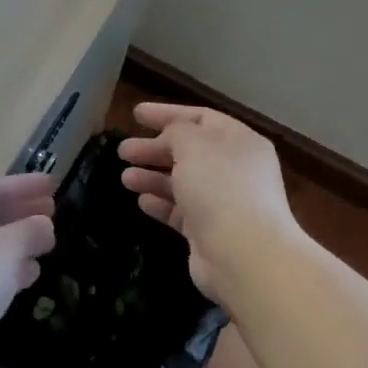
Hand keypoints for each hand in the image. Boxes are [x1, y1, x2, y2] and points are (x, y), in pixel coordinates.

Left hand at [0, 174, 55, 367]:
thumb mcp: (5, 247)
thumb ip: (30, 231)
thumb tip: (45, 225)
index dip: (26, 184)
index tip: (56, 184)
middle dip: (22, 211)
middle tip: (55, 210)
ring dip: (17, 241)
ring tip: (48, 242)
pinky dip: (7, 268)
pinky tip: (30, 274)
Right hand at [118, 103, 300, 299]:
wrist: (244, 254)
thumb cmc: (220, 188)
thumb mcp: (193, 145)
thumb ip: (176, 131)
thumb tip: (169, 138)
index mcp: (239, 142)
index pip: (200, 118)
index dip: (167, 114)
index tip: (135, 114)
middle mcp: (235, 169)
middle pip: (189, 151)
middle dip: (154, 148)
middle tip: (123, 151)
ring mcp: (224, 202)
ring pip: (182, 182)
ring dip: (152, 177)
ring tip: (125, 178)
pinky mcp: (210, 231)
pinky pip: (181, 211)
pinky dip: (161, 203)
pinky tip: (142, 202)